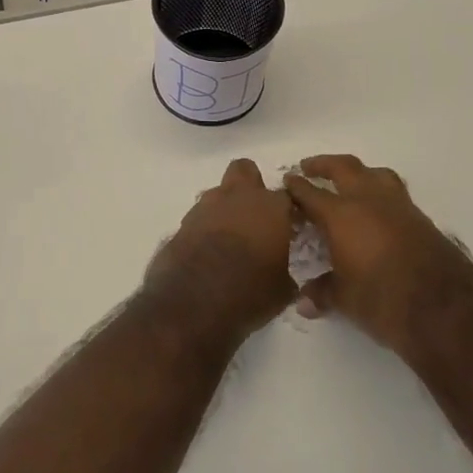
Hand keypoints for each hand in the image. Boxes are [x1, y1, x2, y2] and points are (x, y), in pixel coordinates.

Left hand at [142, 159, 294, 350]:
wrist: (193, 302)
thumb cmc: (249, 292)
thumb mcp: (282, 289)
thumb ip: (285, 270)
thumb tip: (283, 273)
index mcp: (270, 207)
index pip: (287, 196)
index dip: (288, 210)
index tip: (290, 227)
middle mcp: (238, 197)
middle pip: (245, 170)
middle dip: (251, 185)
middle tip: (256, 214)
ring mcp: (206, 206)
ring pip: (219, 192)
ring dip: (225, 207)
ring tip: (230, 238)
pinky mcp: (183, 222)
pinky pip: (200, 216)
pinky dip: (206, 227)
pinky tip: (209, 250)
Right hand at [284, 155, 472, 358]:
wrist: (445, 310)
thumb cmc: (383, 300)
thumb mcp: (345, 299)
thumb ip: (322, 293)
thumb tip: (303, 302)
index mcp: (342, 215)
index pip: (311, 193)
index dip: (296, 186)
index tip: (287, 182)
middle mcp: (369, 201)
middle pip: (344, 168)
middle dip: (324, 165)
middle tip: (309, 167)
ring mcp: (399, 207)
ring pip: (375, 174)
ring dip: (358, 173)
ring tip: (349, 181)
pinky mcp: (422, 219)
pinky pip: (395, 194)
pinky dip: (380, 193)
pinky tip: (377, 211)